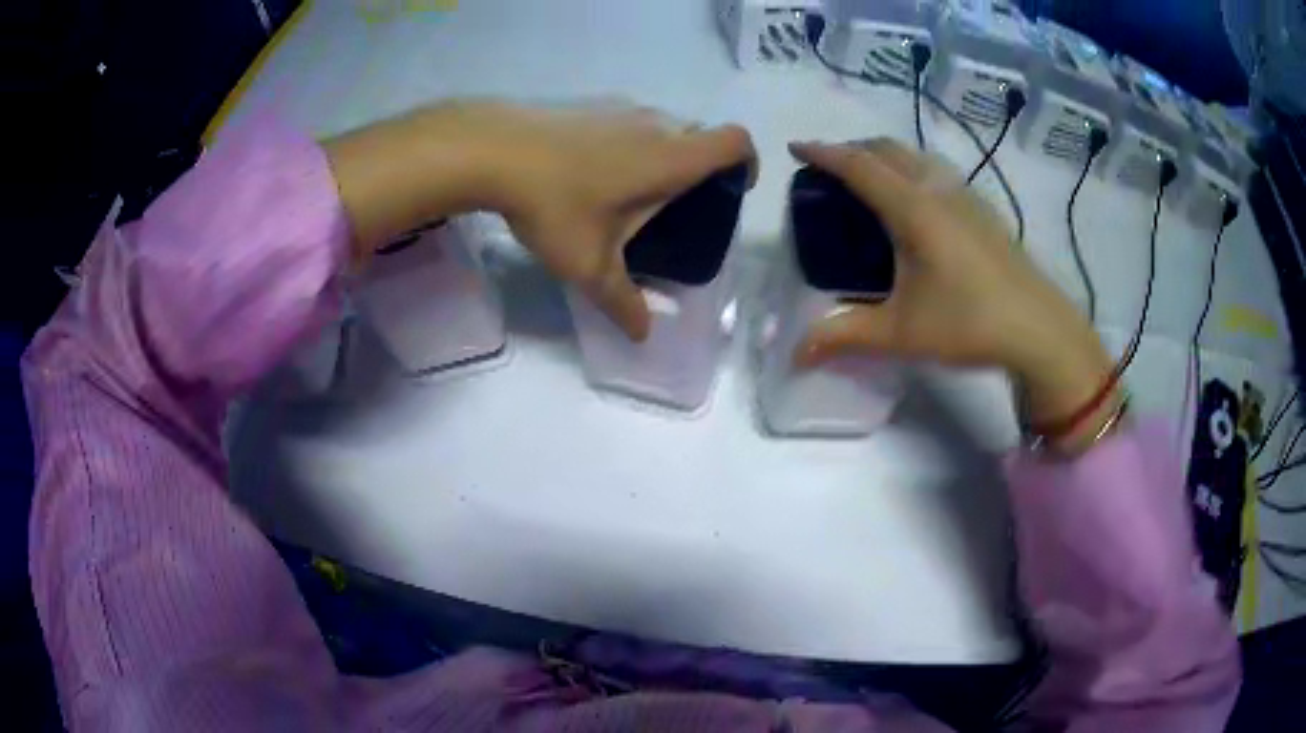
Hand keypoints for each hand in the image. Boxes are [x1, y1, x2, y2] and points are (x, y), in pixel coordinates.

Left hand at [324, 101, 755, 340]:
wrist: (491, 151)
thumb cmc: (555, 205)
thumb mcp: (590, 267)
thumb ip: (623, 303)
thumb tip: (643, 335)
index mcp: (672, 158)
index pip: (735, 142)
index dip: (747, 163)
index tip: (733, 191)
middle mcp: (655, 125)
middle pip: (701, 136)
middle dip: (702, 168)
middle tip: (677, 206)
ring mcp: (619, 109)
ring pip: (662, 128)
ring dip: (662, 155)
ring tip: (632, 194)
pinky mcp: (588, 106)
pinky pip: (627, 123)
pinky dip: (628, 144)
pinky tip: (590, 174)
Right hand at [789, 139, 1118, 445]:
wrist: (1039, 329)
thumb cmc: (968, 324)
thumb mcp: (900, 333)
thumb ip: (844, 336)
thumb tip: (796, 353)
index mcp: (913, 209)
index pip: (858, 166)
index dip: (823, 153)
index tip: (795, 147)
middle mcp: (938, 190)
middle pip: (888, 149)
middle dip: (853, 148)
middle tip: (829, 167)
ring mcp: (966, 196)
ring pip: (916, 156)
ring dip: (885, 155)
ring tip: (869, 178)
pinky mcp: (984, 210)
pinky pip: (937, 171)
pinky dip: (912, 169)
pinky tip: (917, 201)